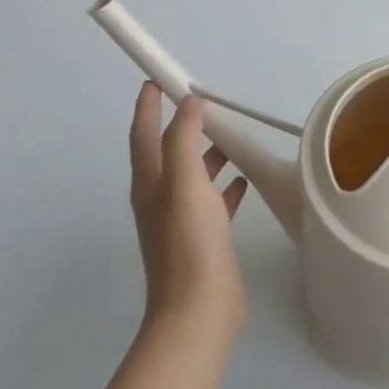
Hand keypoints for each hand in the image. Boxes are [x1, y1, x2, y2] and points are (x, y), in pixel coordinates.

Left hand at [130, 83, 249, 336]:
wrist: (198, 310)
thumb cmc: (189, 242)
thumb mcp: (185, 182)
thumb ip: (183, 139)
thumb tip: (188, 104)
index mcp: (150, 183)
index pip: (143, 133)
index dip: (148, 105)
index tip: (157, 78)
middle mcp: (160, 198)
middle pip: (168, 152)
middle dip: (182, 125)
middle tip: (206, 102)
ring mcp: (182, 220)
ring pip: (193, 174)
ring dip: (208, 152)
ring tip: (233, 136)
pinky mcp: (204, 237)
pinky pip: (214, 200)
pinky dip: (226, 184)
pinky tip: (246, 179)